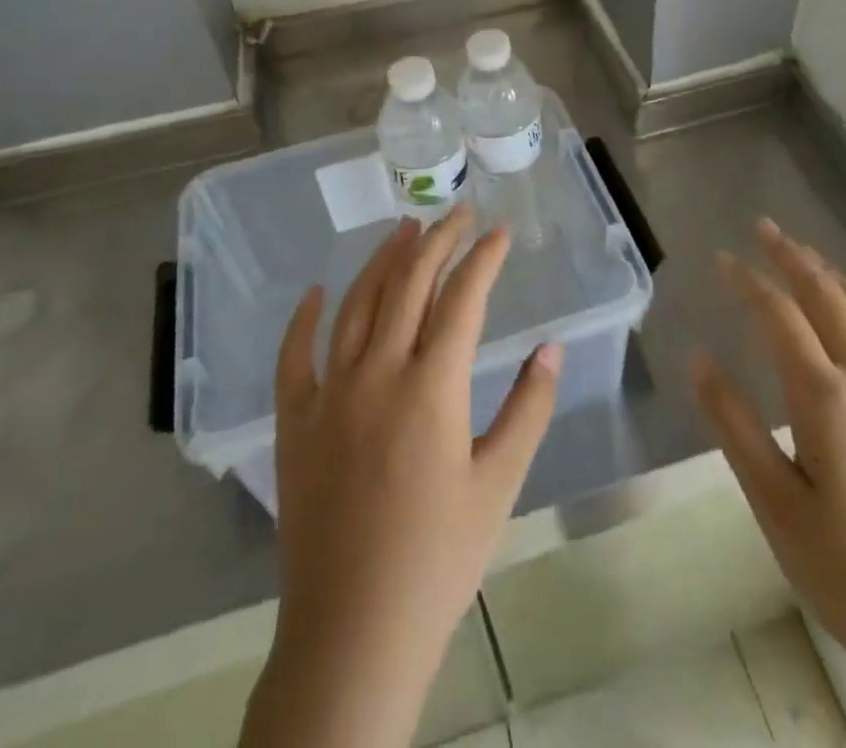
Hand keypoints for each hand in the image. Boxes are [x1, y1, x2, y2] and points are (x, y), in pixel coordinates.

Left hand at [241, 208, 560, 747]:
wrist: (352, 633)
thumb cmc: (439, 559)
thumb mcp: (499, 484)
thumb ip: (529, 408)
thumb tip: (551, 347)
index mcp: (431, 387)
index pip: (463, 298)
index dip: (484, 258)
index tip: (500, 231)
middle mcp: (376, 373)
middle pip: (409, 285)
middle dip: (438, 241)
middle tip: (458, 213)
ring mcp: (328, 394)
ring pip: (356, 305)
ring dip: (382, 261)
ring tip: (405, 229)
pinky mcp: (294, 422)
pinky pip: (294, 356)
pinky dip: (303, 318)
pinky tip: (316, 292)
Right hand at [692, 219, 845, 698]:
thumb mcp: (773, 503)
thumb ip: (732, 423)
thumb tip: (699, 356)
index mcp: (826, 398)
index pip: (779, 315)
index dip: (748, 280)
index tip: (722, 258)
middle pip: (828, 298)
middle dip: (793, 256)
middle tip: (765, 228)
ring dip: (835, 278)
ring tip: (809, 257)